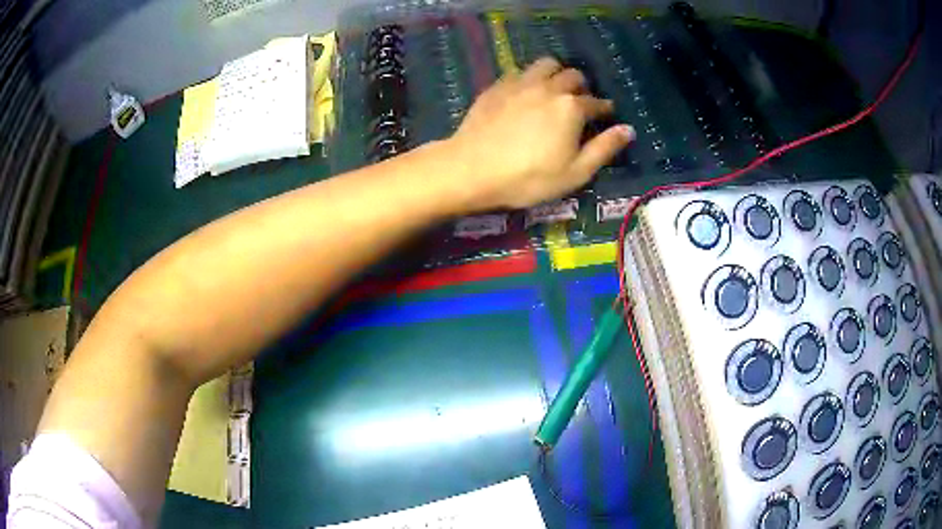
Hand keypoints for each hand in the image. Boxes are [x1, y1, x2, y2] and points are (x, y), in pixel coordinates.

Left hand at [444, 57, 634, 211]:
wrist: (471, 169)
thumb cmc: (528, 177)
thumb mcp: (574, 173)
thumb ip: (604, 149)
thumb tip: (628, 130)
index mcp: (571, 107)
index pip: (596, 103)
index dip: (604, 109)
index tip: (606, 114)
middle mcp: (549, 87)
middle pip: (573, 76)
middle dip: (582, 87)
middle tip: (580, 102)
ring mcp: (520, 83)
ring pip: (546, 64)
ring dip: (556, 73)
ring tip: (555, 89)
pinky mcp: (497, 87)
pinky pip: (519, 72)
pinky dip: (530, 78)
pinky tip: (525, 92)